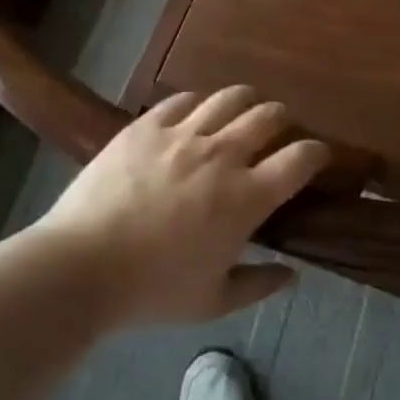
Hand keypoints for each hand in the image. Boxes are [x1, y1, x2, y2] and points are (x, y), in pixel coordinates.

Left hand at [38, 87, 328, 325]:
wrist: (80, 267)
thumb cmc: (151, 290)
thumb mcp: (212, 302)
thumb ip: (257, 285)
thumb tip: (292, 276)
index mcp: (246, 197)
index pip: (300, 159)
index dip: (318, 152)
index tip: (318, 157)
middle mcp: (223, 155)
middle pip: (269, 116)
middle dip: (283, 121)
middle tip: (278, 134)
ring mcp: (183, 135)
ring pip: (230, 97)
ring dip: (245, 103)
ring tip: (241, 113)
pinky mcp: (147, 126)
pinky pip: (183, 99)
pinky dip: (198, 104)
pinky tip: (194, 116)